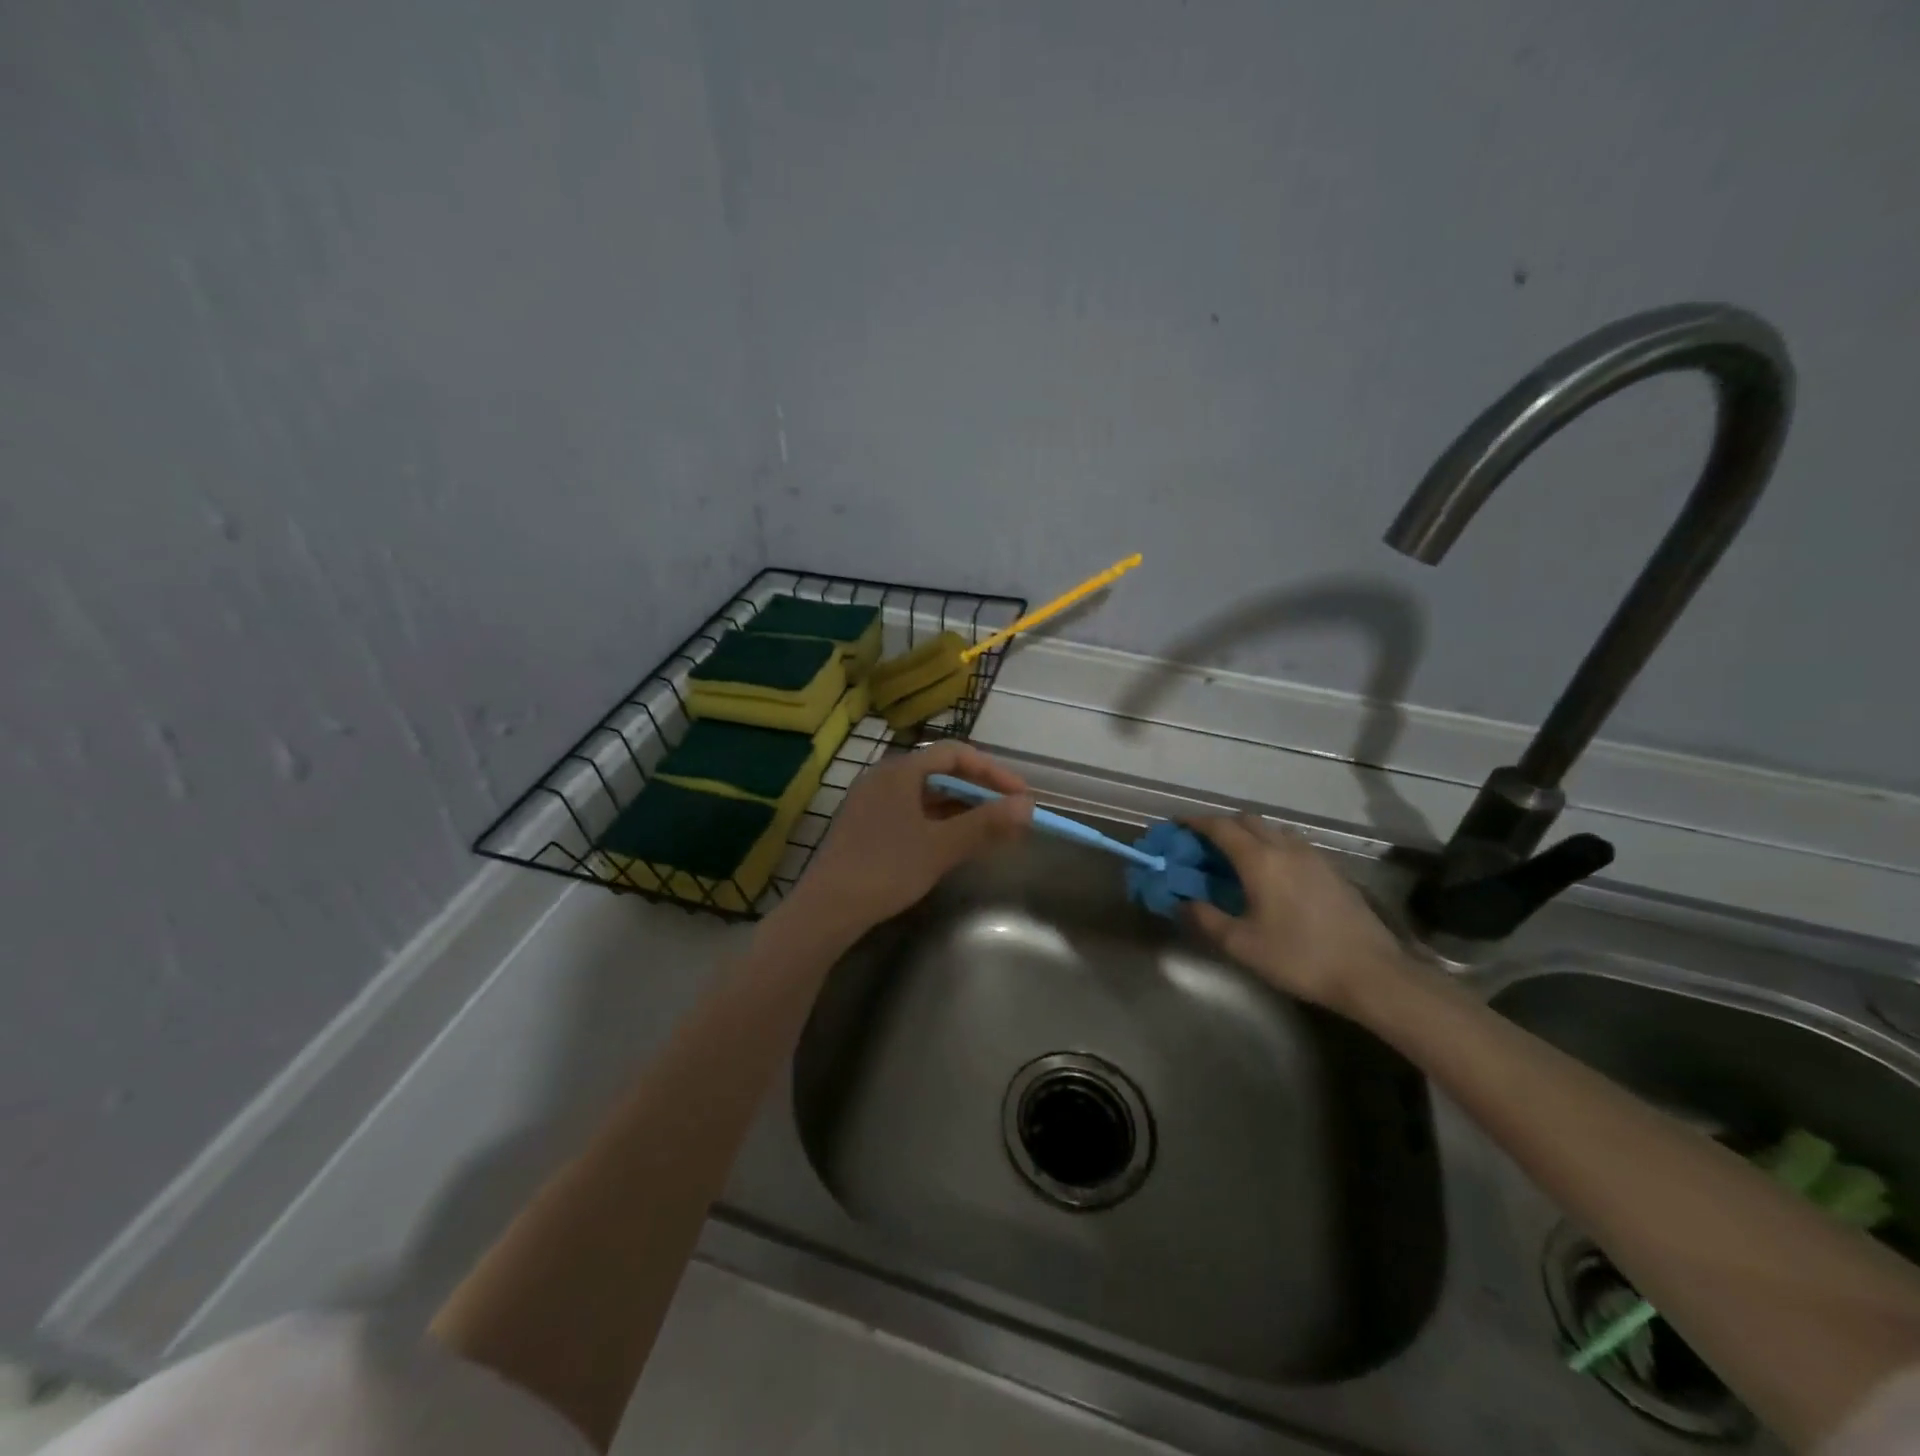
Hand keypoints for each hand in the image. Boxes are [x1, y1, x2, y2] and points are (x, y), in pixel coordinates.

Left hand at [788, 742, 1032, 936]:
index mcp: (900, 771)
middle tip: (1009, 813)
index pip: (955, 754)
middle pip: (940, 772)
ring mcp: (871, 803)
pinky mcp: (865, 827)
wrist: (827, 909)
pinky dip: (938, 823)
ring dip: (960, 809)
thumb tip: (1027, 806)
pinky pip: (911, 813)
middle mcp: (883, 778)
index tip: (1020, 796)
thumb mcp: (941, 846)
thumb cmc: (886, 868)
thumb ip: (985, 823)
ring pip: (926, 795)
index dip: (993, 771)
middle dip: (979, 790)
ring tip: (989, 831)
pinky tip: (953, 844)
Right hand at [1185, 815, 1409, 1013]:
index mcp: (1260, 859)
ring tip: (1236, 858)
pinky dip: (1272, 847)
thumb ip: (1206, 919)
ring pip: (1273, 830)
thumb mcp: (1242, 945)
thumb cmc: (1299, 957)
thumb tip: (1182, 902)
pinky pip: (1292, 845)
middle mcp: (1286, 847)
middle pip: (1248, 820)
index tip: (1177, 825)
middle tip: (1204, 845)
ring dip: (1250, 834)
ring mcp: (1313, 856)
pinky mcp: (1332, 870)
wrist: (1371, 973)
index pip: (1221, 827)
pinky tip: (1272, 875)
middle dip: (1222, 825)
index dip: (1195, 822)